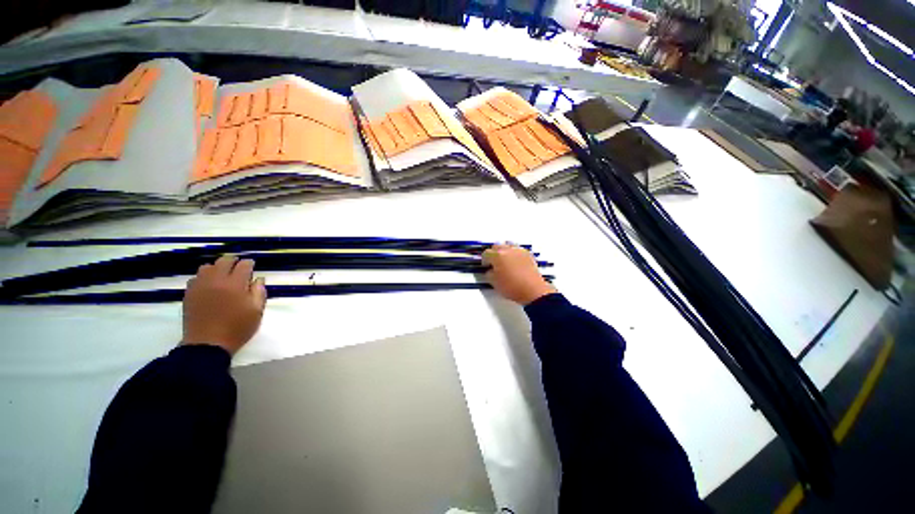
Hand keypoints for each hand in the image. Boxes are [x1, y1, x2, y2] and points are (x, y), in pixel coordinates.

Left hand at [182, 255, 266, 354]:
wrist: (207, 345)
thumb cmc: (237, 328)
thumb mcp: (257, 311)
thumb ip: (259, 292)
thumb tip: (258, 279)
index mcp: (235, 284)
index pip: (243, 265)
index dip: (250, 264)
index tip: (253, 266)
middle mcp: (216, 281)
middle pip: (224, 261)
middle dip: (234, 261)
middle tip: (239, 267)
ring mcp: (200, 287)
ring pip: (207, 267)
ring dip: (217, 268)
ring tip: (223, 275)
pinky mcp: (189, 294)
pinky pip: (196, 278)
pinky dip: (204, 277)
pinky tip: (210, 285)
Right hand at [482, 244, 556, 305]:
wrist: (532, 290)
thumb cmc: (513, 287)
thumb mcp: (494, 282)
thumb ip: (489, 273)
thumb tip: (490, 270)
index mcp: (497, 255)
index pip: (486, 253)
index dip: (484, 260)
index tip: (486, 265)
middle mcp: (508, 250)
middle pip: (496, 246)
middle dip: (493, 253)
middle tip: (493, 262)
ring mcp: (519, 251)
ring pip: (508, 245)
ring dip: (504, 251)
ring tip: (504, 261)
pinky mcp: (528, 254)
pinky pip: (518, 250)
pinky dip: (514, 254)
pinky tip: (514, 262)